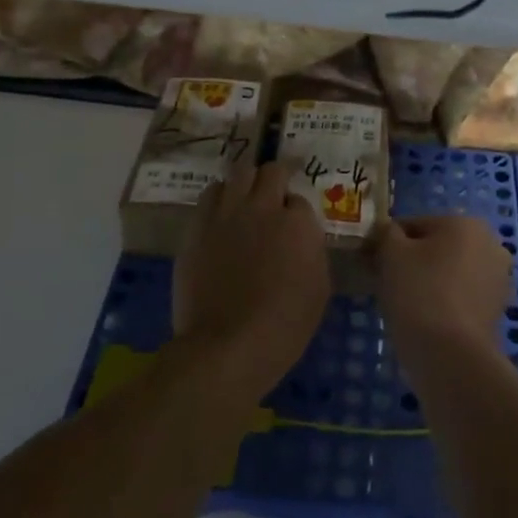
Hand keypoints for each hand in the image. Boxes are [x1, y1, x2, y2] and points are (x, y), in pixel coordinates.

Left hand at [173, 159, 328, 405]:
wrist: (227, 345)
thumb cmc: (284, 326)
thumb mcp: (319, 289)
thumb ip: (312, 252)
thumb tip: (303, 240)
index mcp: (298, 224)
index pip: (301, 200)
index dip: (297, 214)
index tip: (293, 229)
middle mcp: (263, 207)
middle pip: (271, 172)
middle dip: (275, 181)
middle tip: (273, 201)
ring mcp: (227, 213)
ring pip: (239, 173)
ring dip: (246, 184)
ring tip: (245, 201)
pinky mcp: (198, 225)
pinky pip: (210, 194)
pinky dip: (219, 198)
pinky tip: (221, 215)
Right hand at [375, 215, 511, 372]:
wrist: (450, 355)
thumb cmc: (419, 293)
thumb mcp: (391, 254)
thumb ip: (387, 234)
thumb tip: (389, 232)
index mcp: (466, 223)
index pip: (416, 225)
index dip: (391, 243)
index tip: (375, 264)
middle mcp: (491, 244)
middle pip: (438, 247)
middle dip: (415, 261)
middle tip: (389, 283)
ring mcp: (499, 278)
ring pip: (452, 271)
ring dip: (431, 281)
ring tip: (407, 305)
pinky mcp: (498, 309)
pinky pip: (462, 295)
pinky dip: (446, 301)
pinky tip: (427, 319)